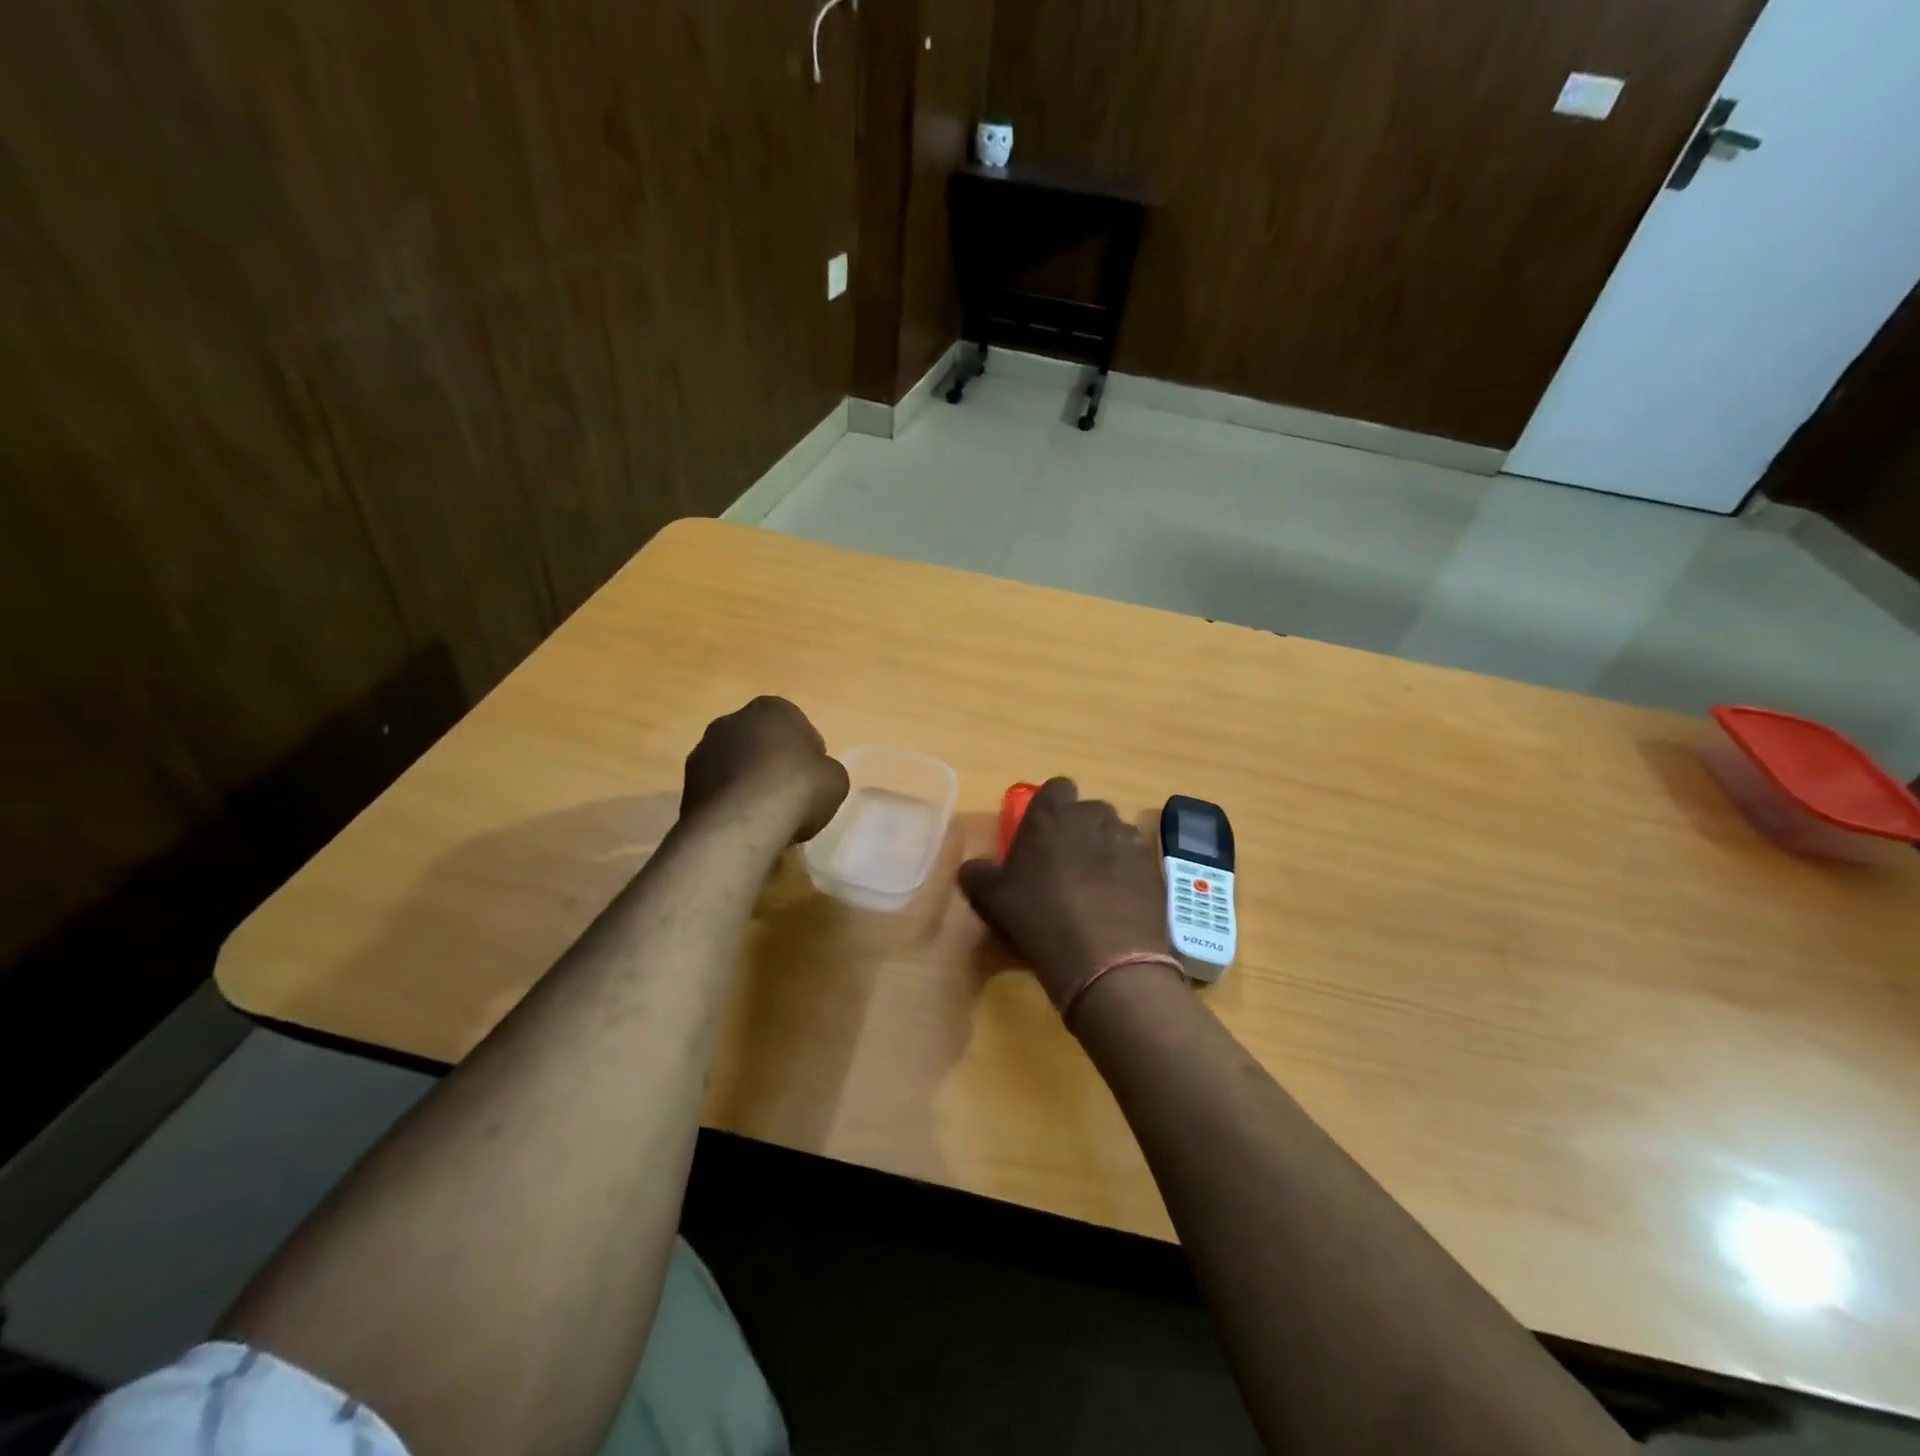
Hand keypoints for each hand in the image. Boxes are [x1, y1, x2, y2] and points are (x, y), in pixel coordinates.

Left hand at [680, 697, 848, 842]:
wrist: (742, 824)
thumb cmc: (798, 788)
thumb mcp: (836, 778)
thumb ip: (824, 769)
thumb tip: (813, 776)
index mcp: (772, 708)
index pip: (797, 726)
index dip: (808, 753)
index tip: (813, 778)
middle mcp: (732, 720)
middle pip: (760, 741)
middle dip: (772, 762)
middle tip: (789, 794)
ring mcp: (703, 750)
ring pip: (735, 764)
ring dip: (747, 781)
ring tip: (764, 814)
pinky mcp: (686, 783)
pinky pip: (718, 789)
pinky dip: (729, 802)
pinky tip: (743, 824)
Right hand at [959, 778, 1171, 1007]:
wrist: (1106, 959)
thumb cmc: (1039, 918)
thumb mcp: (992, 900)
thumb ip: (978, 875)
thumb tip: (971, 868)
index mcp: (1050, 815)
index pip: (1055, 788)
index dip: (1050, 808)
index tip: (1042, 834)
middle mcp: (1092, 816)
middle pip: (1087, 810)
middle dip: (1079, 829)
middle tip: (1065, 864)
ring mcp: (1127, 840)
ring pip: (1114, 833)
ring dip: (1105, 849)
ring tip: (1095, 886)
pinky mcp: (1152, 867)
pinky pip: (1136, 859)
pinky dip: (1127, 873)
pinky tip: (1118, 903)